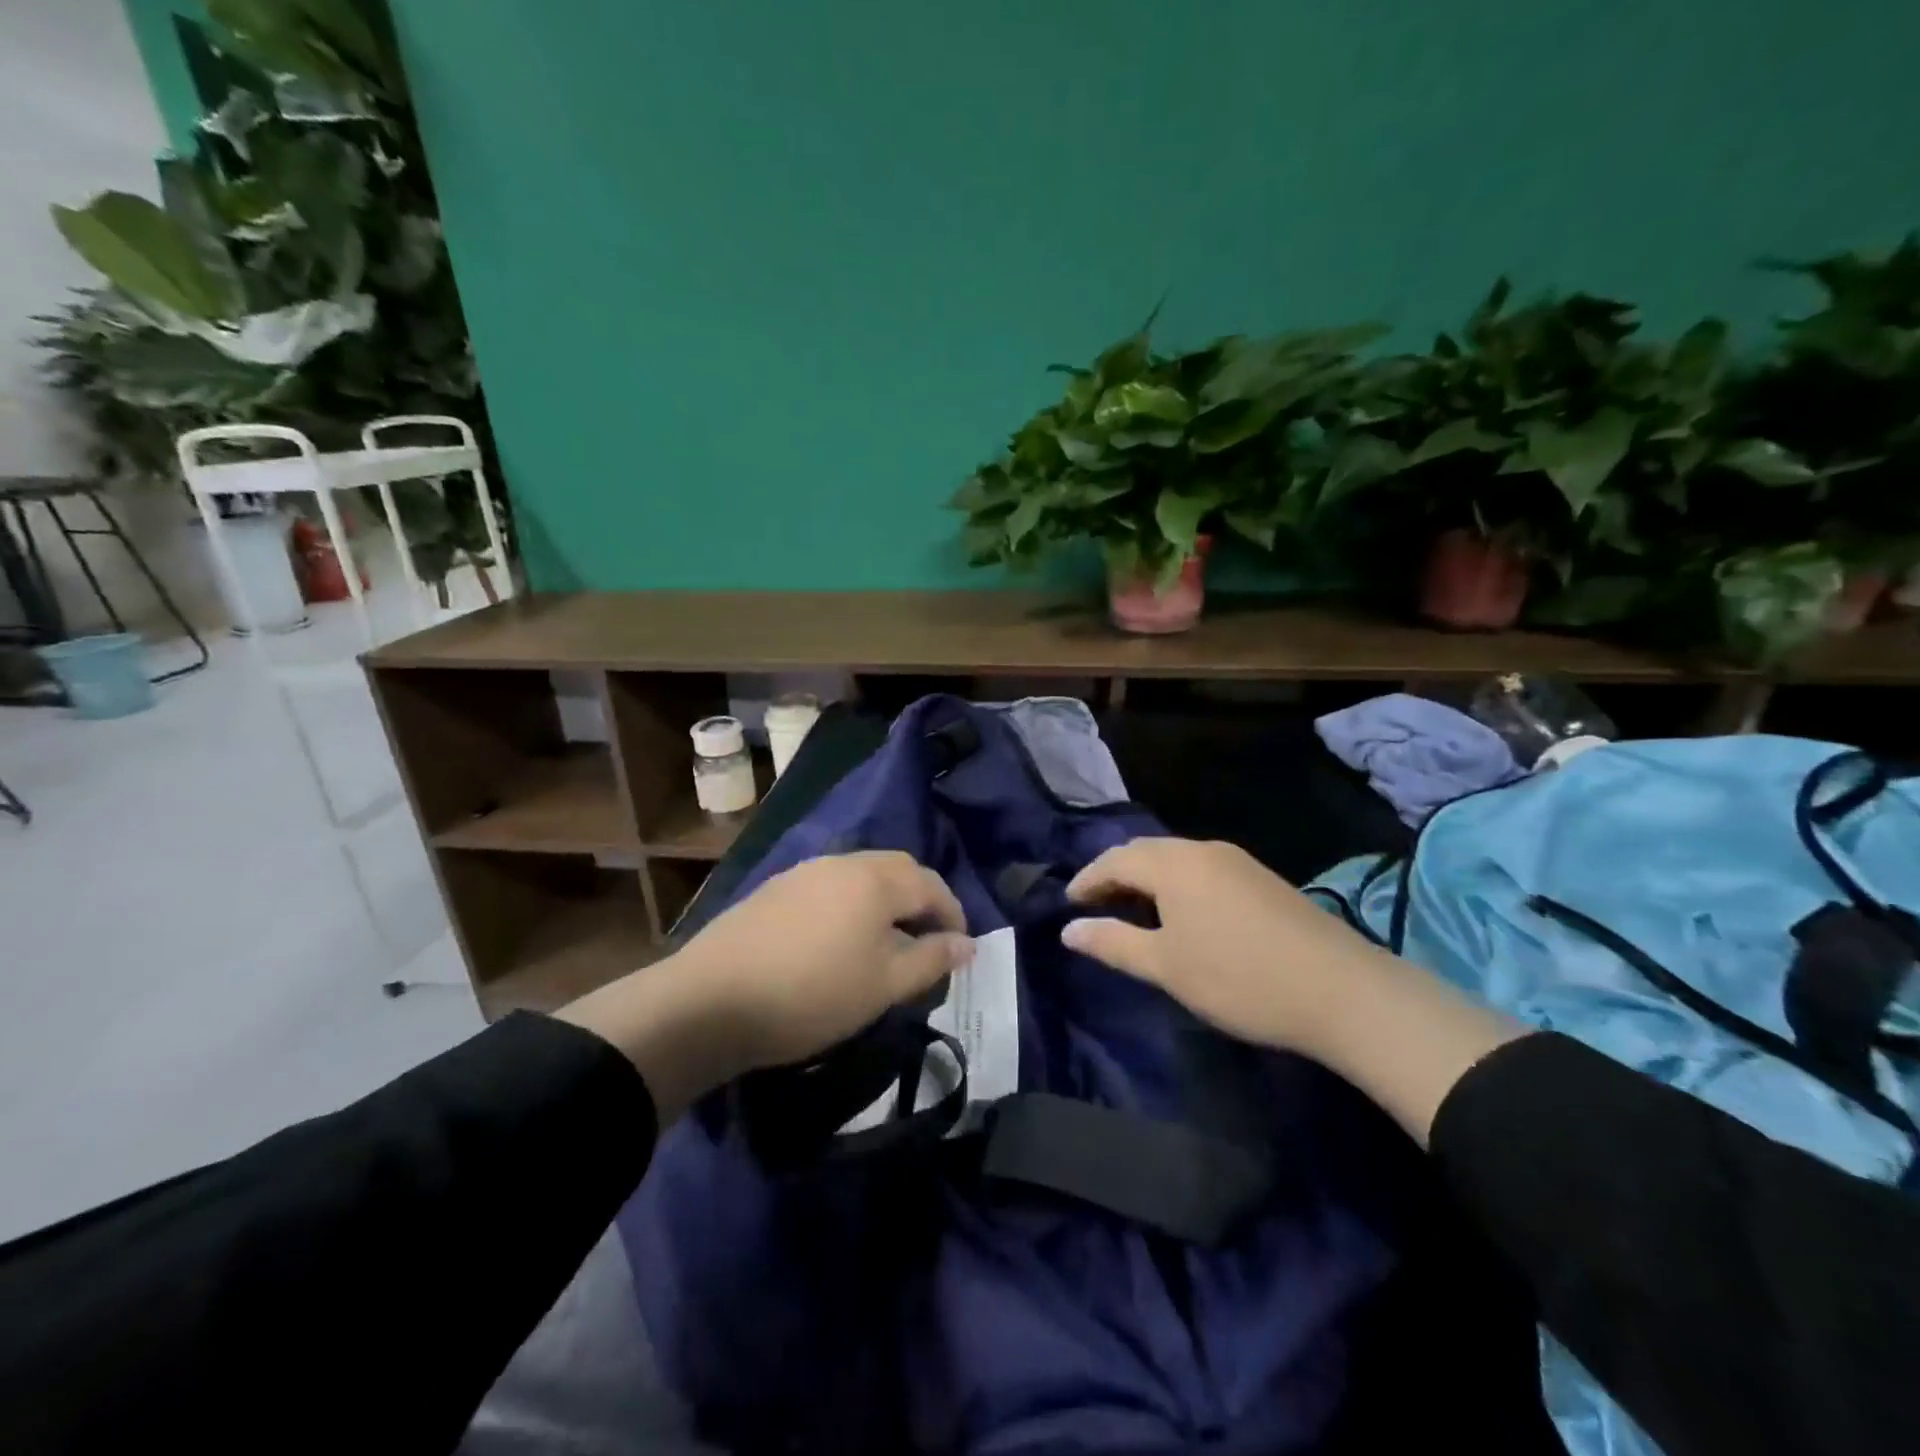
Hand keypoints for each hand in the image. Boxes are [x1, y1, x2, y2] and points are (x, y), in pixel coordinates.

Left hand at [559, 852, 971, 1120]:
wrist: (711, 1001)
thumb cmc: (812, 994)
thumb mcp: (883, 985)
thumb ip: (931, 960)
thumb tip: (968, 944)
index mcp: (874, 879)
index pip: (931, 883)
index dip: (952, 913)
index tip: (959, 947)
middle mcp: (842, 863)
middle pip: (897, 869)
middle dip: (920, 899)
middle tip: (927, 940)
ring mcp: (804, 872)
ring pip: (861, 876)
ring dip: (884, 901)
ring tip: (885, 941)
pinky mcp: (775, 889)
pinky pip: (830, 886)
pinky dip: (850, 905)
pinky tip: (838, 939)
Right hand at [1062, 837, 1385, 1058]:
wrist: (1342, 991)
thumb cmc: (1239, 978)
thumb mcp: (1166, 966)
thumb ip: (1112, 943)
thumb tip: (1067, 930)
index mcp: (1174, 864)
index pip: (1115, 859)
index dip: (1087, 879)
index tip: (1068, 904)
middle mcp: (1203, 850)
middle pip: (1145, 852)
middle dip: (1114, 874)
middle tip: (1094, 906)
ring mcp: (1237, 861)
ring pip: (1175, 859)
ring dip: (1146, 879)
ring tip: (1132, 911)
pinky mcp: (1261, 879)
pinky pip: (1201, 869)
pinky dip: (1176, 885)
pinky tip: (1181, 915)